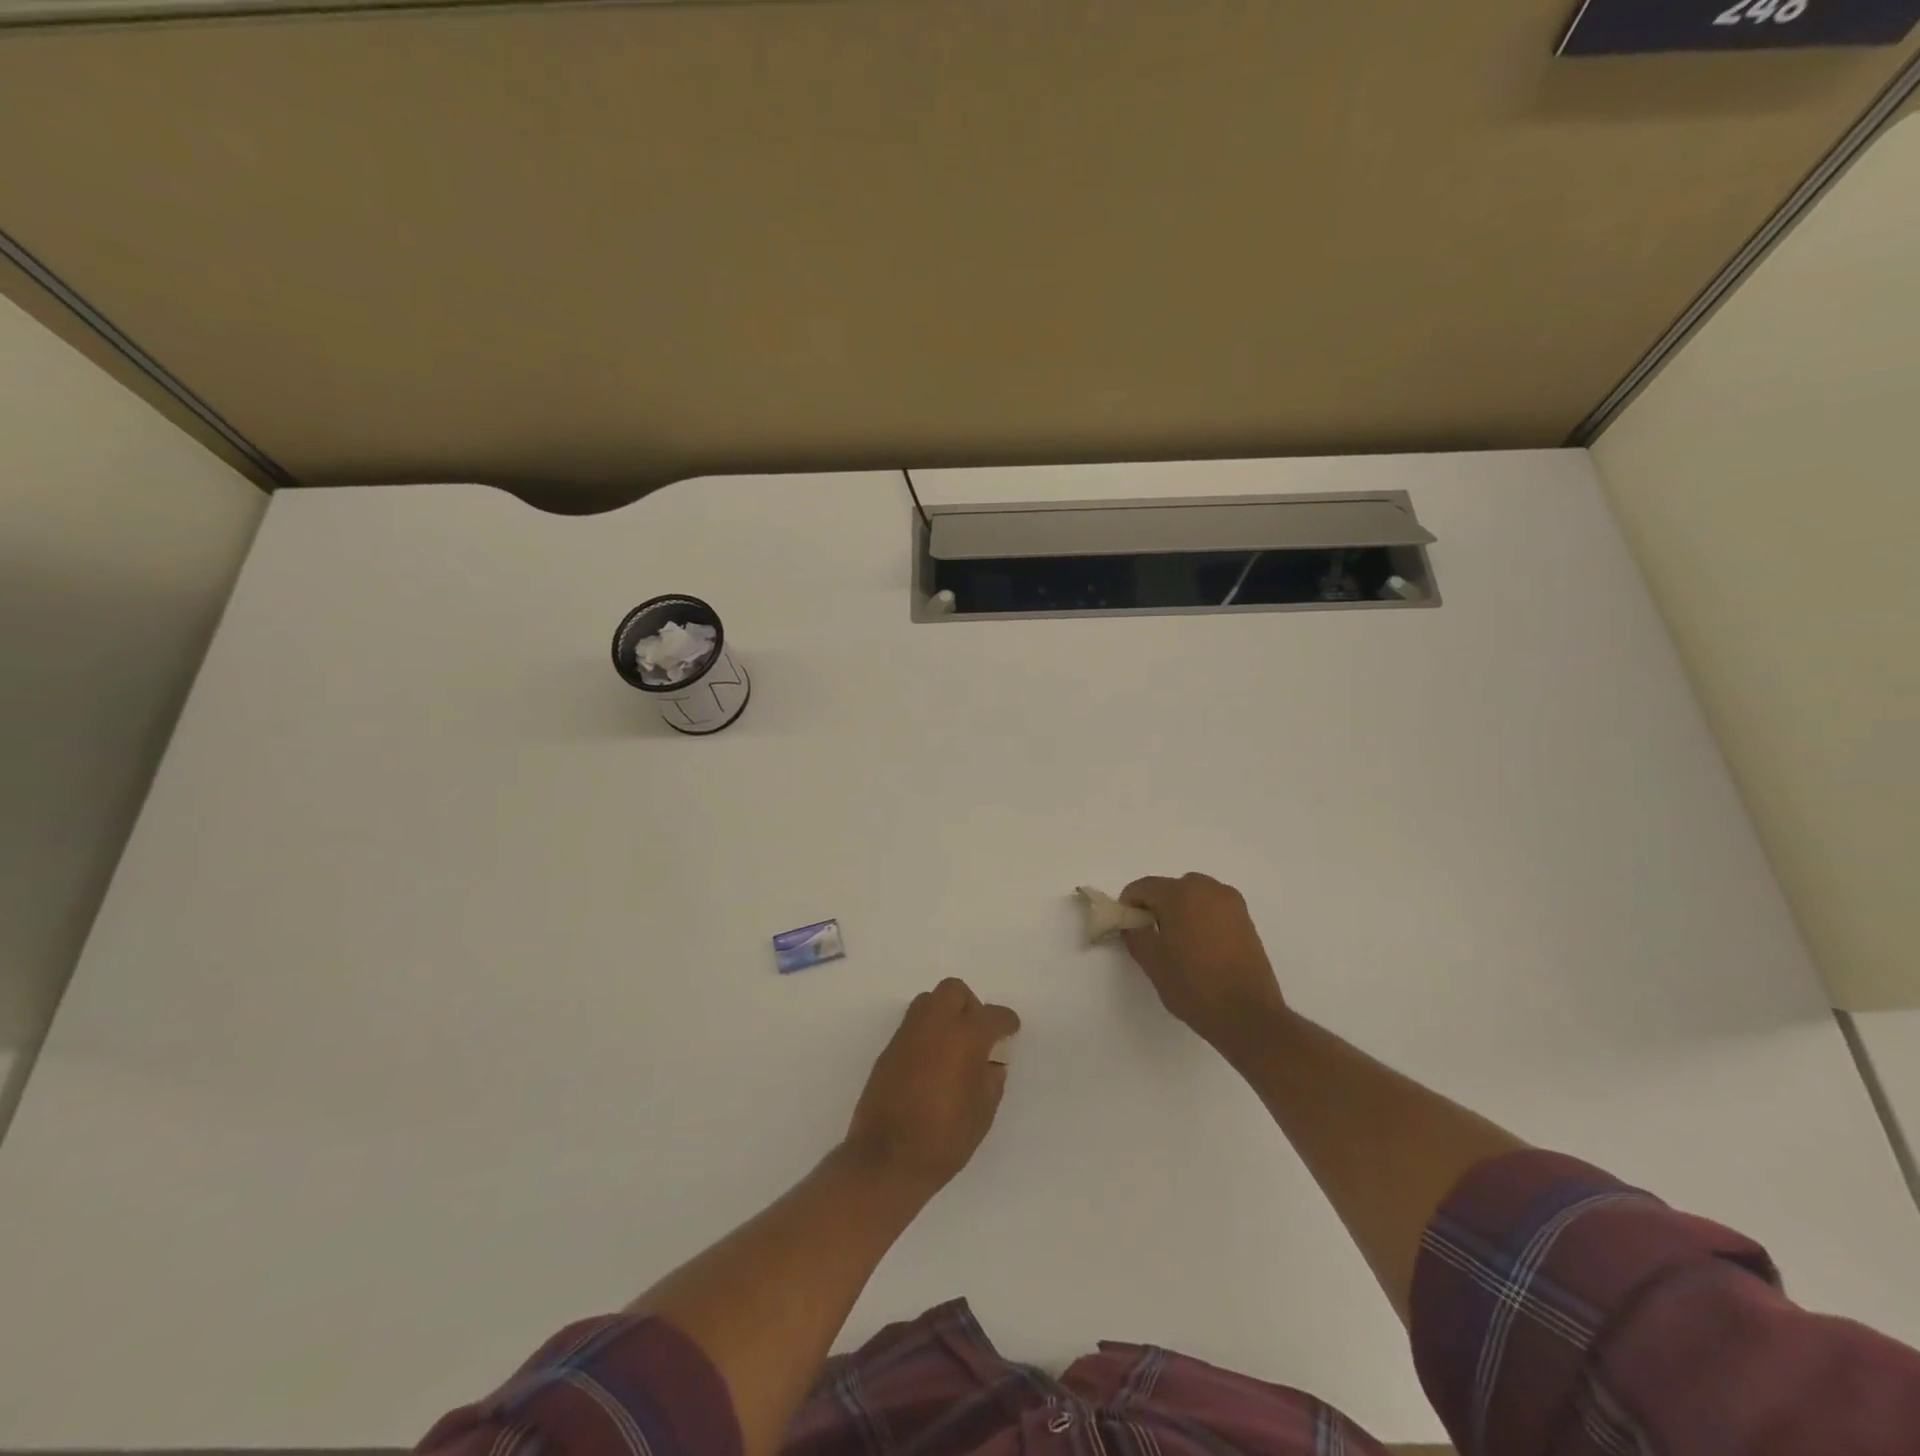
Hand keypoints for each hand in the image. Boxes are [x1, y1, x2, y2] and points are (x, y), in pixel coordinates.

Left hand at [843, 978, 1020, 1195]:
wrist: (886, 1158)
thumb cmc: (944, 1139)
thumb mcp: (983, 1113)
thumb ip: (991, 1079)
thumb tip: (990, 1062)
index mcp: (965, 1037)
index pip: (993, 1015)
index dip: (1006, 1022)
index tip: (1010, 1031)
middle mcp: (935, 1024)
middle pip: (954, 991)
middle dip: (970, 1005)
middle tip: (978, 1034)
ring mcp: (907, 1033)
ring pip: (929, 1001)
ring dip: (945, 1013)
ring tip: (953, 1046)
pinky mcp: (888, 1048)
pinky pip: (913, 1025)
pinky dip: (927, 1032)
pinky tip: (932, 1062)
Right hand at [1119, 873, 1287, 1050]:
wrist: (1248, 1015)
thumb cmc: (1193, 986)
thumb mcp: (1152, 961)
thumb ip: (1135, 933)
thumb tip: (1133, 922)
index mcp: (1181, 894)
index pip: (1144, 887)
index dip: (1130, 904)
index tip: (1128, 926)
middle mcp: (1208, 889)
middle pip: (1171, 887)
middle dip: (1157, 905)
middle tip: (1153, 935)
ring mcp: (1231, 903)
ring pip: (1194, 895)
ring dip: (1181, 910)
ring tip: (1179, 943)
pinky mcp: (1246, 919)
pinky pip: (1214, 908)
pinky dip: (1201, 918)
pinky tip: (1201, 947)